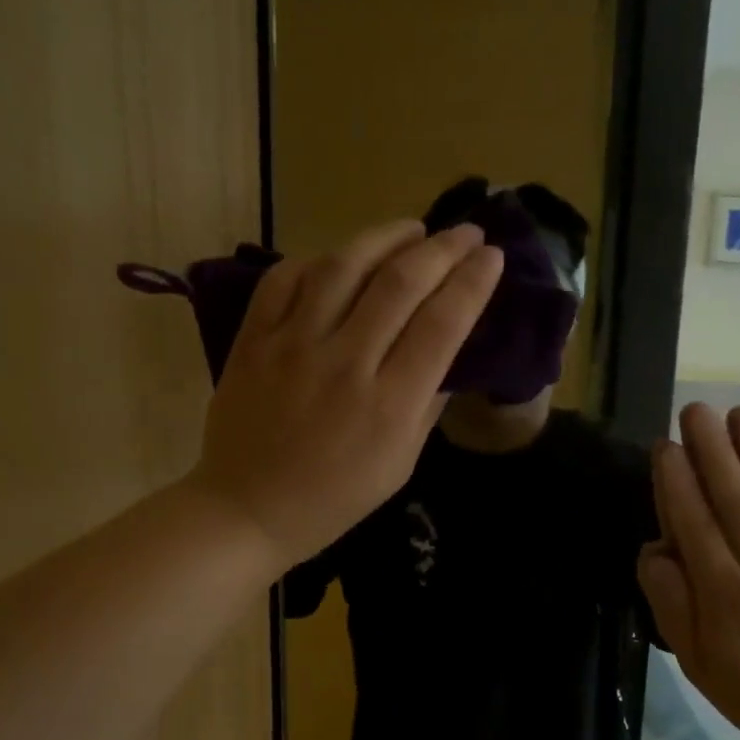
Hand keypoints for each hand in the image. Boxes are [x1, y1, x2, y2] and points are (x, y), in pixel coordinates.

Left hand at [188, 220, 502, 568]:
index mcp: (390, 405)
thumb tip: (447, 355)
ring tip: (411, 230)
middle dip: (443, 249)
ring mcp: (293, 346)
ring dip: (385, 237)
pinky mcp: (253, 340)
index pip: (442, 324)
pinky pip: (285, 279)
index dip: (472, 282)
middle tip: (465, 231)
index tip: (491, 256)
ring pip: (344, 267)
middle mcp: (345, 364)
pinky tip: (339, 259)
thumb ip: (426, 406)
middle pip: (401, 283)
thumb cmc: (333, 499)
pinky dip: (317, 260)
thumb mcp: (399, 466)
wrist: (248, 510)